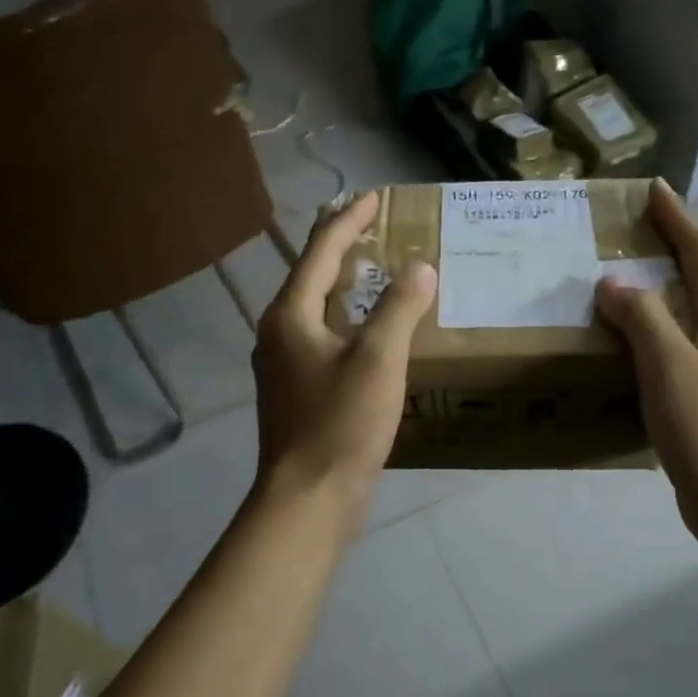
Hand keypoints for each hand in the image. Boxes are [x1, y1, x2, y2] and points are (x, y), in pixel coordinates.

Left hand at [252, 192, 434, 527]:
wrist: (308, 499)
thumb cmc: (340, 423)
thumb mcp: (378, 360)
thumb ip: (399, 308)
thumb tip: (419, 267)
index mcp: (290, 315)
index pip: (320, 251)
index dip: (349, 220)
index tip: (374, 197)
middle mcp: (278, 333)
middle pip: (312, 276)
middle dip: (343, 248)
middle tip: (377, 227)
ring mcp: (283, 366)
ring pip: (316, 310)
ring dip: (345, 286)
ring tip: (376, 272)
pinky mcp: (296, 393)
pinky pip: (322, 339)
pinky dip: (346, 321)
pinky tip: (369, 333)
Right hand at [595, 180, 697, 548]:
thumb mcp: (668, 364)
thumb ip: (641, 317)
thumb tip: (612, 282)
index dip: (676, 217)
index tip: (653, 188)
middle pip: (696, 276)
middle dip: (665, 249)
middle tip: (623, 234)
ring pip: (683, 314)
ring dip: (653, 293)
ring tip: (613, 284)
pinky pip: (673, 348)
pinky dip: (649, 334)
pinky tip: (622, 345)